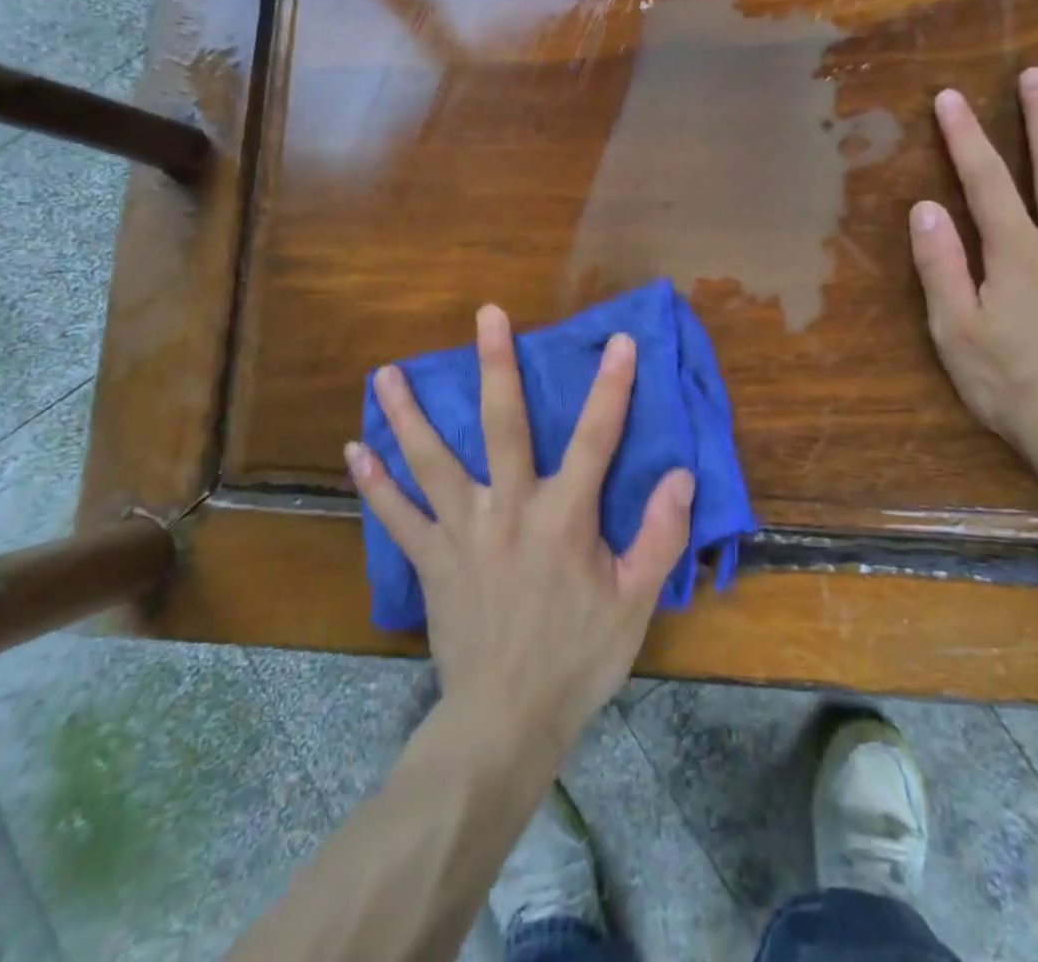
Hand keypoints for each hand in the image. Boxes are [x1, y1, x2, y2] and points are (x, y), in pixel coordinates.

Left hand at [347, 307, 695, 752]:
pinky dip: (375, 485)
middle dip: (496, 366)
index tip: (619, 341)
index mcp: (564, 516)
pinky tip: (355, 452)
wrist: (507, 720)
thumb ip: (660, 535)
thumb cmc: (578, 658)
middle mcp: (509, 509)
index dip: (611, 387)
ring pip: (431, 462)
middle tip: (485, 316)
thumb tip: (682, 475)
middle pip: (502, 426)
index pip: (594, 438)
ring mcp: (462, 532)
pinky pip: (396, 518)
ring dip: (408, 415)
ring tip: (385, 374)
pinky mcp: (431, 560)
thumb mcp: (635, 601)